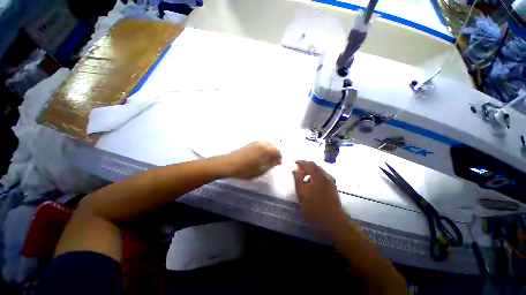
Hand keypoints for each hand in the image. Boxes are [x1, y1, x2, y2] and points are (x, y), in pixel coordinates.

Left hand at [221, 141, 281, 179]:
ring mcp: (255, 142)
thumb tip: (277, 160)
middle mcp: (261, 143)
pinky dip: (263, 150)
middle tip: (273, 163)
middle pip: (272, 146)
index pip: (277, 151)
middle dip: (274, 154)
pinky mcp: (249, 144)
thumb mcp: (261, 170)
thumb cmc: (245, 169)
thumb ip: (271, 164)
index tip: (278, 164)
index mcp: (265, 149)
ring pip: (266, 146)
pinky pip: (260, 146)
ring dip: (269, 152)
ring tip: (266, 161)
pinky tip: (260, 157)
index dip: (279, 157)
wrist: (228, 164)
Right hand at [293, 160, 346, 230]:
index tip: (294, 163)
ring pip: (319, 172)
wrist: (333, 221)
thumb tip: (295, 169)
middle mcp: (326, 176)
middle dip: (305, 166)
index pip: (309, 163)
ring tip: (303, 178)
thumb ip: (297, 179)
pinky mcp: (333, 187)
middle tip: (297, 170)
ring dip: (310, 172)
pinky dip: (315, 176)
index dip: (301, 162)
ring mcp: (331, 181)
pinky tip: (311, 184)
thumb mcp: (302, 192)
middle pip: (315, 166)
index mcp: (319, 175)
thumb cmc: (315, 207)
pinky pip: (322, 177)